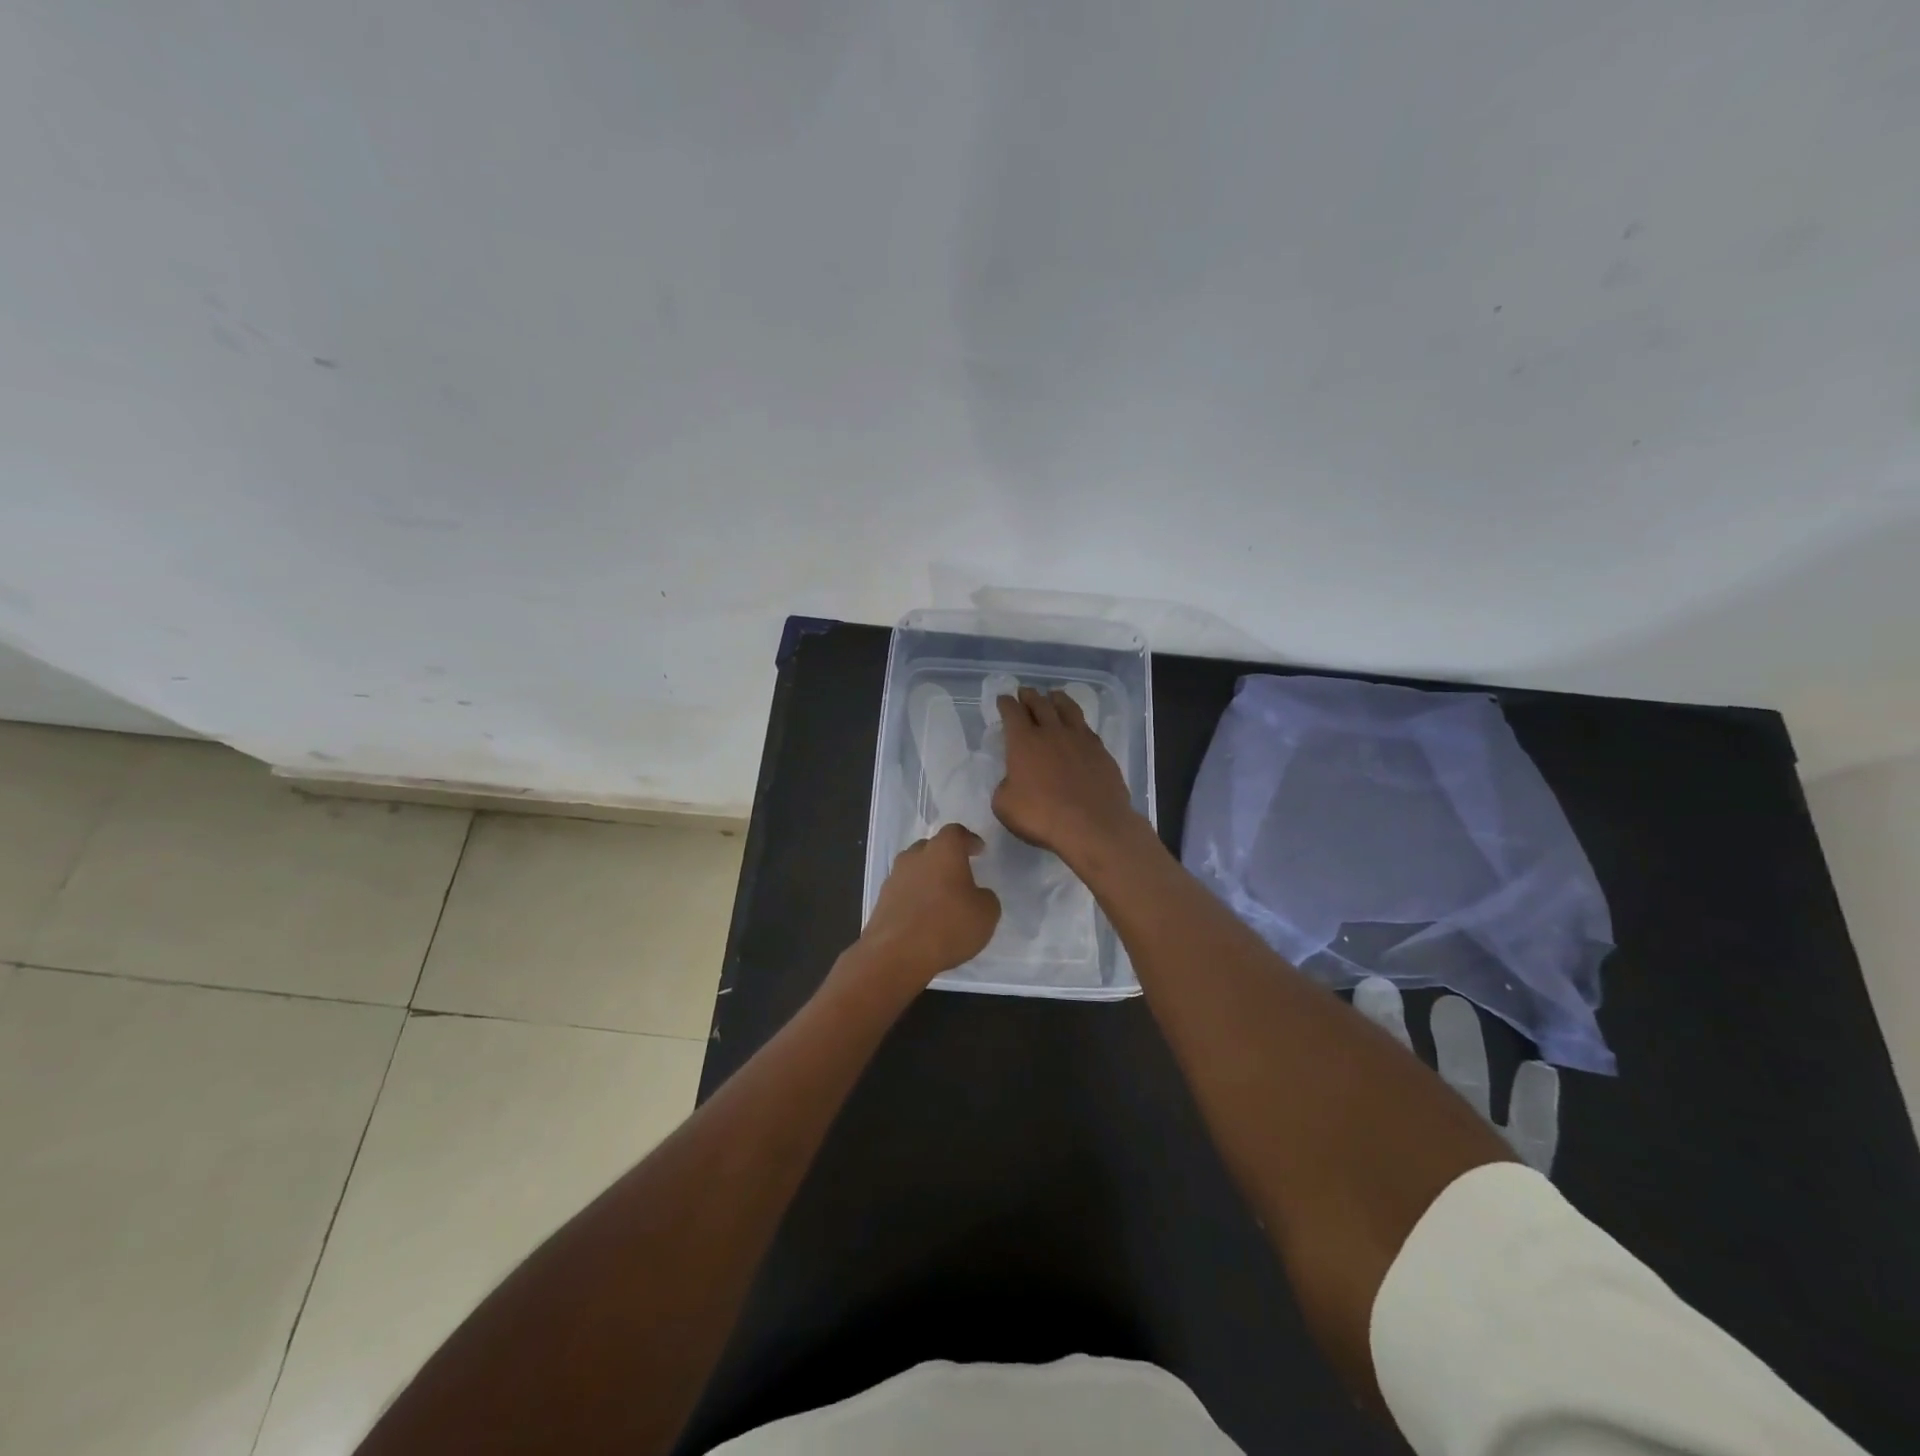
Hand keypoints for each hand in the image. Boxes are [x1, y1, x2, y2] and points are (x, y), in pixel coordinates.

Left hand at [852, 823, 1000, 990]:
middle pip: (931, 847)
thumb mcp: (986, 913)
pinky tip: (923, 915)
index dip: (968, 840)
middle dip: (945, 857)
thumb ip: (985, 897)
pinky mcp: (881, 900)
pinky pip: (903, 890)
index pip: (956, 832)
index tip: (978, 850)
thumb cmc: (948, 926)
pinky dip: (914, 897)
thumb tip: (977, 895)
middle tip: (959, 873)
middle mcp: (915, 856)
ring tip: (940, 897)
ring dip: (927, 877)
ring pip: (914, 868)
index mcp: (943, 850)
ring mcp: (894, 877)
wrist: (896, 954)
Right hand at [992, 686, 1139, 862]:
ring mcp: (1080, 739)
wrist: (1093, 826)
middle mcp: (1052, 732)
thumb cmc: (1041, 816)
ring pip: (1067, 709)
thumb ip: (1005, 786)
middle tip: (1025, 692)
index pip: (1012, 713)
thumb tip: (1012, 780)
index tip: (1003, 699)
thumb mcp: (1005, 806)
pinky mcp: (1101, 751)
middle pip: (1040, 704)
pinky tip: (1078, 727)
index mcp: (1024, 742)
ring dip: (1057, 699)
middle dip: (1029, 696)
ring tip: (1053, 696)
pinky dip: (1078, 722)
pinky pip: (1086, 728)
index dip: (1006, 703)